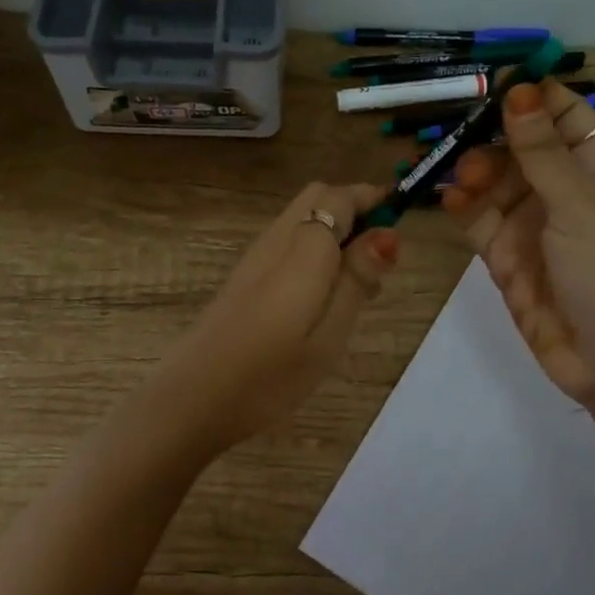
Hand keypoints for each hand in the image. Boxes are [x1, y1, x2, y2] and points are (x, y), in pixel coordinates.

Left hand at [149, 181, 398, 455]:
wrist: (194, 397)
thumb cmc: (271, 374)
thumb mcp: (330, 334)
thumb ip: (357, 278)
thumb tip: (386, 232)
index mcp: (305, 248)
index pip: (342, 196)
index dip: (374, 200)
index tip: (399, 227)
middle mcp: (277, 239)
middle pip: (319, 196)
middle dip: (354, 210)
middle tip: (378, 260)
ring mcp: (255, 256)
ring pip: (302, 218)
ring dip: (334, 232)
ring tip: (355, 287)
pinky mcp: (243, 277)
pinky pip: (287, 242)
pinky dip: (313, 250)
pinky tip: (318, 298)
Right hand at [442, 79, 594, 410]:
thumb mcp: (581, 209)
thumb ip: (543, 154)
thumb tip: (520, 91)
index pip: (568, 117)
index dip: (536, 97)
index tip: (495, 81)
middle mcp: (567, 193)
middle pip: (523, 148)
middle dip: (494, 137)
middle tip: (464, 133)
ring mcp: (534, 227)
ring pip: (496, 183)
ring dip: (475, 172)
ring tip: (462, 176)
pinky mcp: (507, 259)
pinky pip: (480, 222)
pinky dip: (463, 208)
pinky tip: (450, 200)